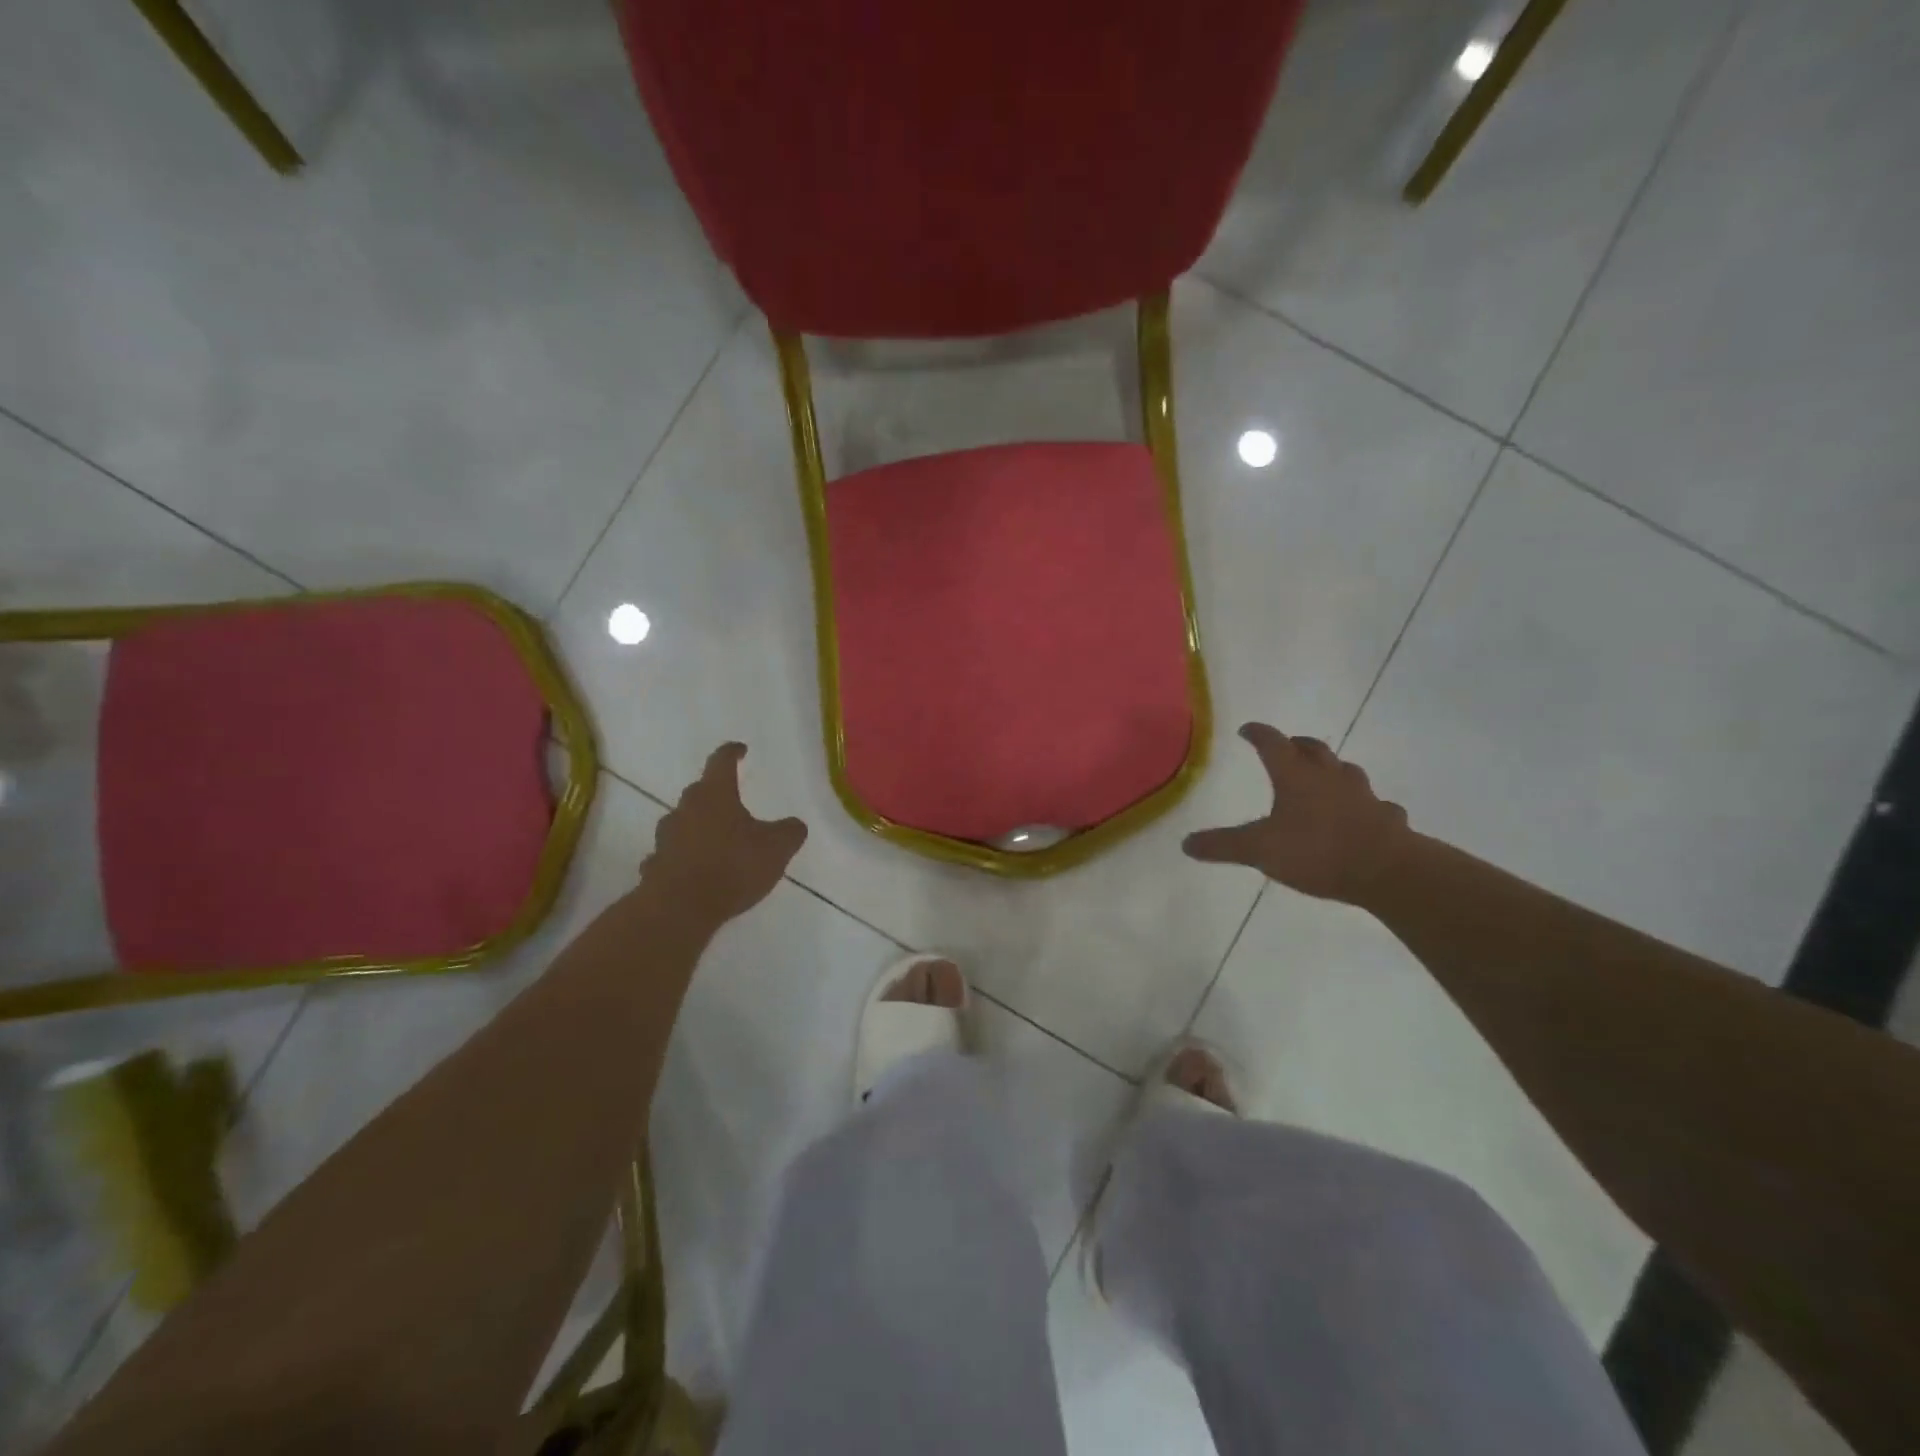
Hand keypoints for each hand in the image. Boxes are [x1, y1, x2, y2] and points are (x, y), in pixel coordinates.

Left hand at [643, 743, 807, 926]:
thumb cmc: (733, 866)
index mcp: (715, 795)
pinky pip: (669, 855)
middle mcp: (686, 809)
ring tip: (713, 839)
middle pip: (699, 792)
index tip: (740, 749)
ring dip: (696, 826)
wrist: (681, 908)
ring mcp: (665, 838)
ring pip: (681, 823)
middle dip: (715, 794)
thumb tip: (795, 825)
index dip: (732, 753)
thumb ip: (789, 832)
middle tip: (731, 802)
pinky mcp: (654, 866)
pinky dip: (681, 857)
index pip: (722, 762)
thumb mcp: (777, 848)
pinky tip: (691, 870)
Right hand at [1183, 723, 1408, 903]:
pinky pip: (1375, 804)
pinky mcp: (1386, 817)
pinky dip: (1364, 804)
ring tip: (1324, 777)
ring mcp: (1363, 795)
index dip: (1258, 734)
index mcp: (1296, 777)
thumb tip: (1186, 843)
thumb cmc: (1317, 851)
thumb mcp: (1259, 850)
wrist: (1386, 870)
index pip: (1273, 744)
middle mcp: (1330, 777)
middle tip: (1287, 746)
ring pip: (1347, 772)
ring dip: (1332, 770)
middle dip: (1297, 745)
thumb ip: (1223, 845)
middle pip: (1313, 749)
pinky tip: (1362, 815)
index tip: (1247, 729)